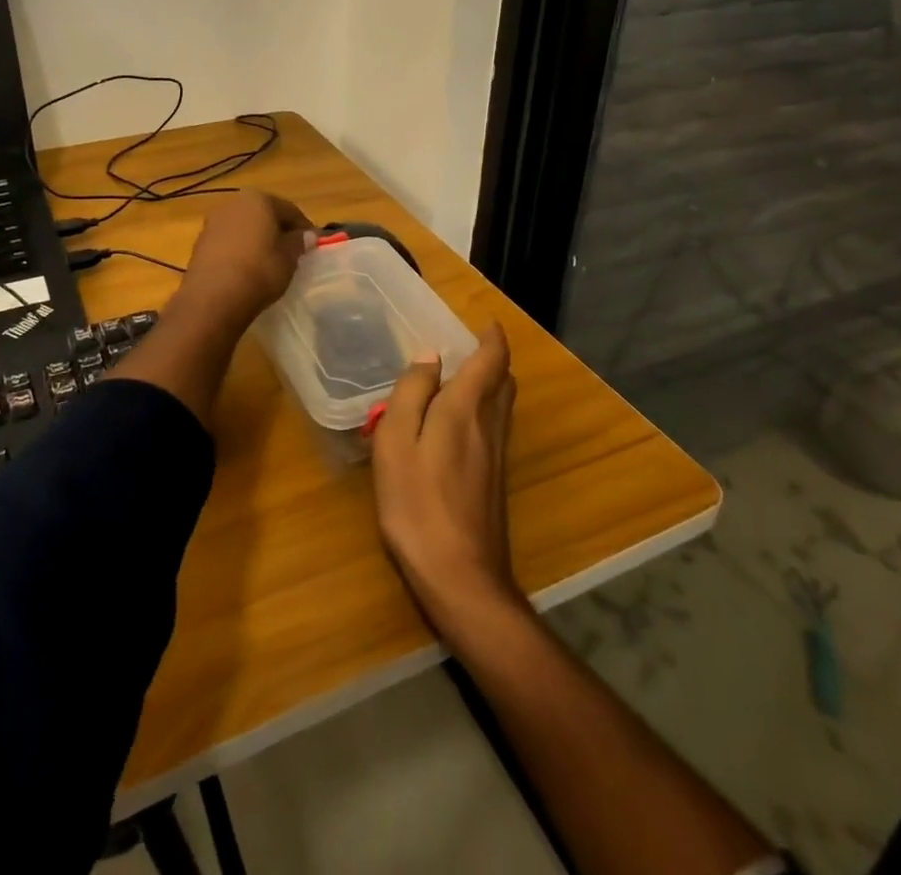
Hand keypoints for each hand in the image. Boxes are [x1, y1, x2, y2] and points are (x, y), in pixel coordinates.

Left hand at [171, 189, 314, 332]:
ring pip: (244, 227)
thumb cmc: (259, 271)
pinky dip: (240, 250)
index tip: (314, 244)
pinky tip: (248, 268)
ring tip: (270, 261)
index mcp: (258, 199)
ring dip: (257, 239)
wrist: (212, 298)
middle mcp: (233, 203)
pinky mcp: (200, 242)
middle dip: (278, 230)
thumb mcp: (288, 258)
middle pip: (264, 214)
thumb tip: (307, 235)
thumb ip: (298, 242)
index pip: (289, 210)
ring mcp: (213, 222)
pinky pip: (229, 241)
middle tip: (292, 251)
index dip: (304, 227)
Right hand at [371, 323, 522, 641]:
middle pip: (504, 381)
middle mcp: (490, 426)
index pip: (492, 360)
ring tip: (460, 379)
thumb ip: (412, 394)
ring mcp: (497, 456)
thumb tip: (429, 356)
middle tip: (468, 348)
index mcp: (466, 409)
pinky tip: (456, 426)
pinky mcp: (495, 481)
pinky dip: (484, 410)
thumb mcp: (397, 443)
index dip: (492, 337)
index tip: (486, 322)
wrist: (461, 578)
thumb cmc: (417, 504)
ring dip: (490, 384)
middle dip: (493, 359)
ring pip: (503, 405)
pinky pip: (495, 428)